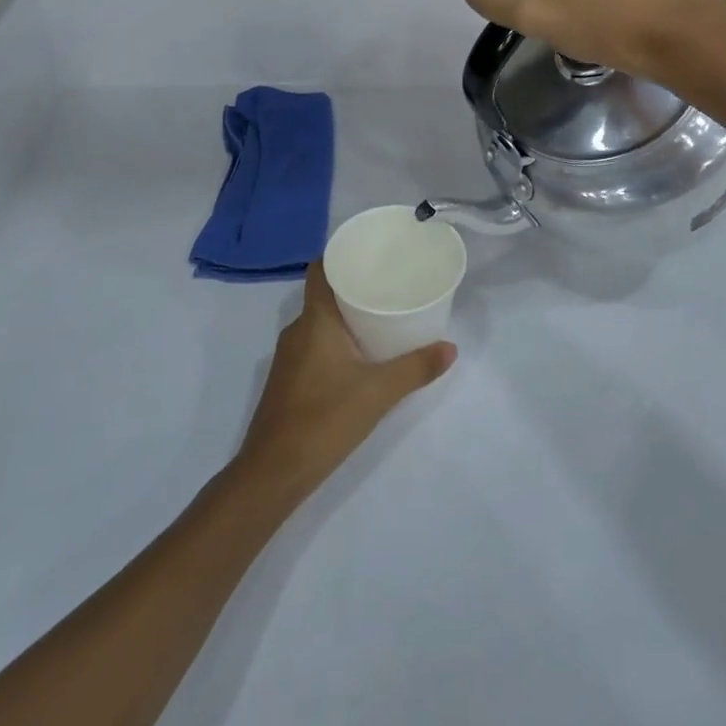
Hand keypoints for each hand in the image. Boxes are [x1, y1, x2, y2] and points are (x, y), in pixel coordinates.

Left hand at [234, 263, 454, 500]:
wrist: (274, 470)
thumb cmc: (326, 418)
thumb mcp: (379, 392)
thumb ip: (416, 368)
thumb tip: (451, 348)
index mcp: (315, 320)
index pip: (320, 270)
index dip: (340, 256)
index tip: (369, 254)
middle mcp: (297, 330)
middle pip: (323, 295)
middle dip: (353, 288)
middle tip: (388, 286)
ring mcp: (288, 356)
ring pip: (318, 323)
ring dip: (344, 317)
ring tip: (380, 318)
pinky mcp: (287, 380)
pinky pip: (313, 345)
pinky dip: (334, 341)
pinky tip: (358, 356)